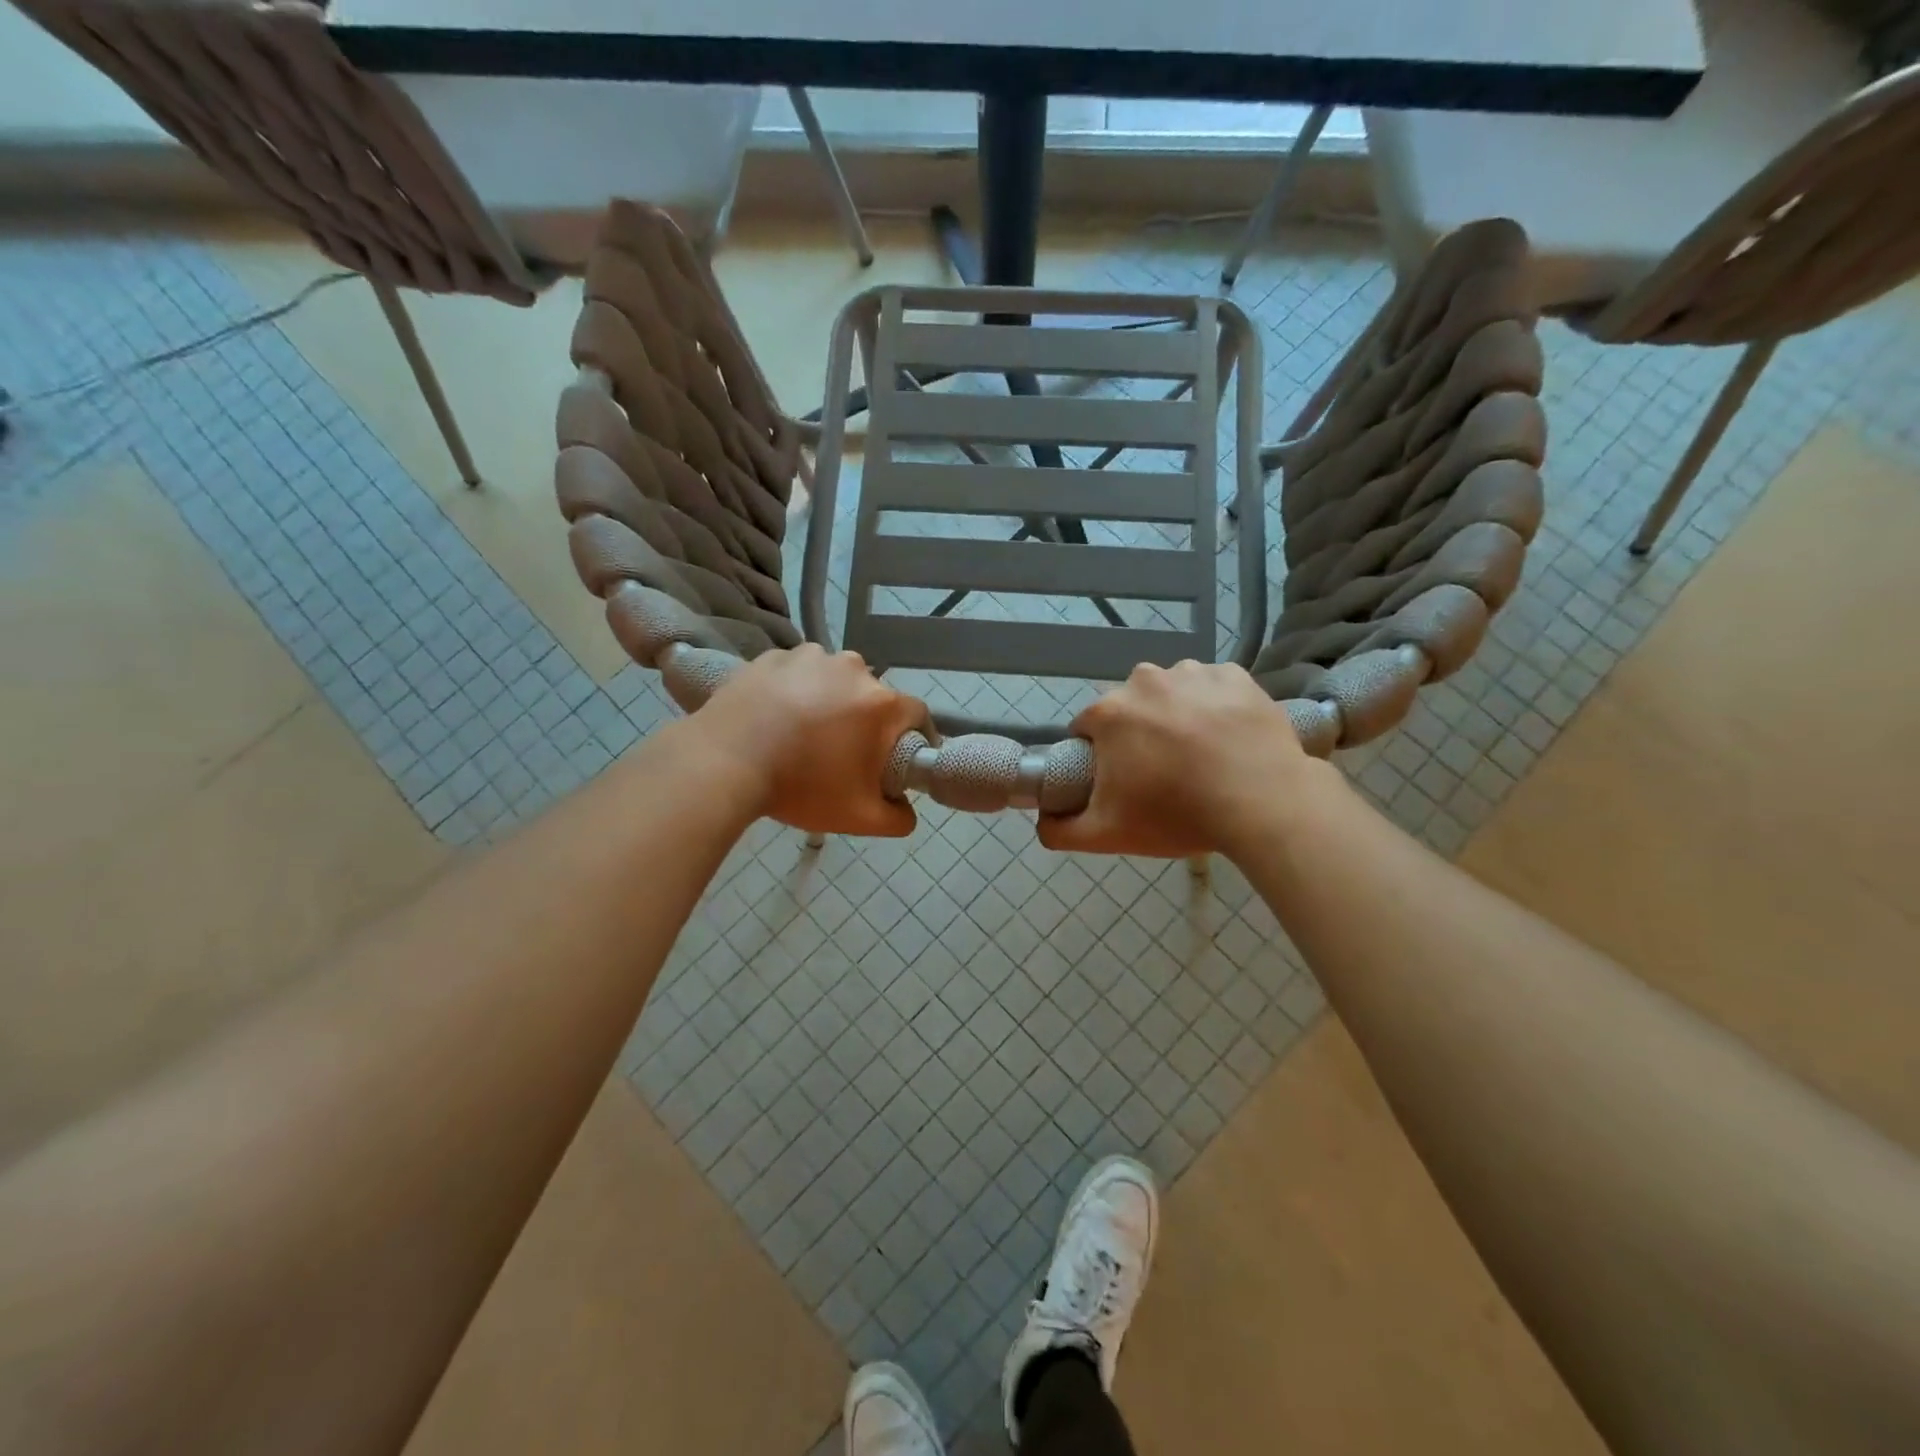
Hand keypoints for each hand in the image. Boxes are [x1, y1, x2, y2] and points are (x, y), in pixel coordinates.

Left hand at [694, 644, 926, 836]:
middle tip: (842, 753)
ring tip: (802, 733)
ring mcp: (810, 656)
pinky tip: (775, 717)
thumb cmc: (800, 787)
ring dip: (830, 700)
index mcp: (882, 703)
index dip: (912, 738)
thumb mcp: (859, 818)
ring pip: (834, 680)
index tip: (895, 760)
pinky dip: (794, 690)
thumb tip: (905, 811)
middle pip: (873, 696)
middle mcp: (853, 669)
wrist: (722, 763)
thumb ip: (898, 818)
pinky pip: (796, 673)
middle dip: (865, 722)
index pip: (918, 715)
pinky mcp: (773, 656)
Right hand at [1038, 660, 1335, 857]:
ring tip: (1200, 754)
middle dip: (1137, 734)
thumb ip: (1060, 830)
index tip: (1121, 780)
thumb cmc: (1178, 815)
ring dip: (1176, 715)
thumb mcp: (1107, 834)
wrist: (1264, 803)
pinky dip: (1214, 705)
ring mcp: (1193, 673)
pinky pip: (1212, 687)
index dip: (1098, 755)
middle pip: (1129, 707)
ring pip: (1171, 693)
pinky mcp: (1235, 675)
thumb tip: (1041, 821)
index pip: (1087, 728)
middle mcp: (1145, 679)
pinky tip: (1227, 737)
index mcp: (1110, 711)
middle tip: (1163, 772)